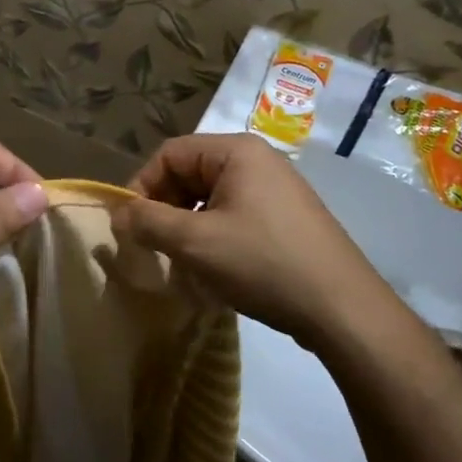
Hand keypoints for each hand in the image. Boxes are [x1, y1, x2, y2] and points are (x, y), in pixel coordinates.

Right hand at [110, 133, 394, 346]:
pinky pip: (234, 215)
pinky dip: (213, 236)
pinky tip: (213, 269)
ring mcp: (276, 189)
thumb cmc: (263, 264)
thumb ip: (148, 222)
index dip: (142, 187)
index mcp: (236, 151)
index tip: (130, 226)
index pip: (169, 154)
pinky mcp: (287, 218)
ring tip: (180, 262)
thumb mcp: (195, 243)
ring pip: (210, 198)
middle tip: (153, 247)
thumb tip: (117, 214)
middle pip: (190, 173)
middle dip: (165, 209)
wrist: (343, 309)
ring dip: (187, 226)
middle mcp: (257, 160)